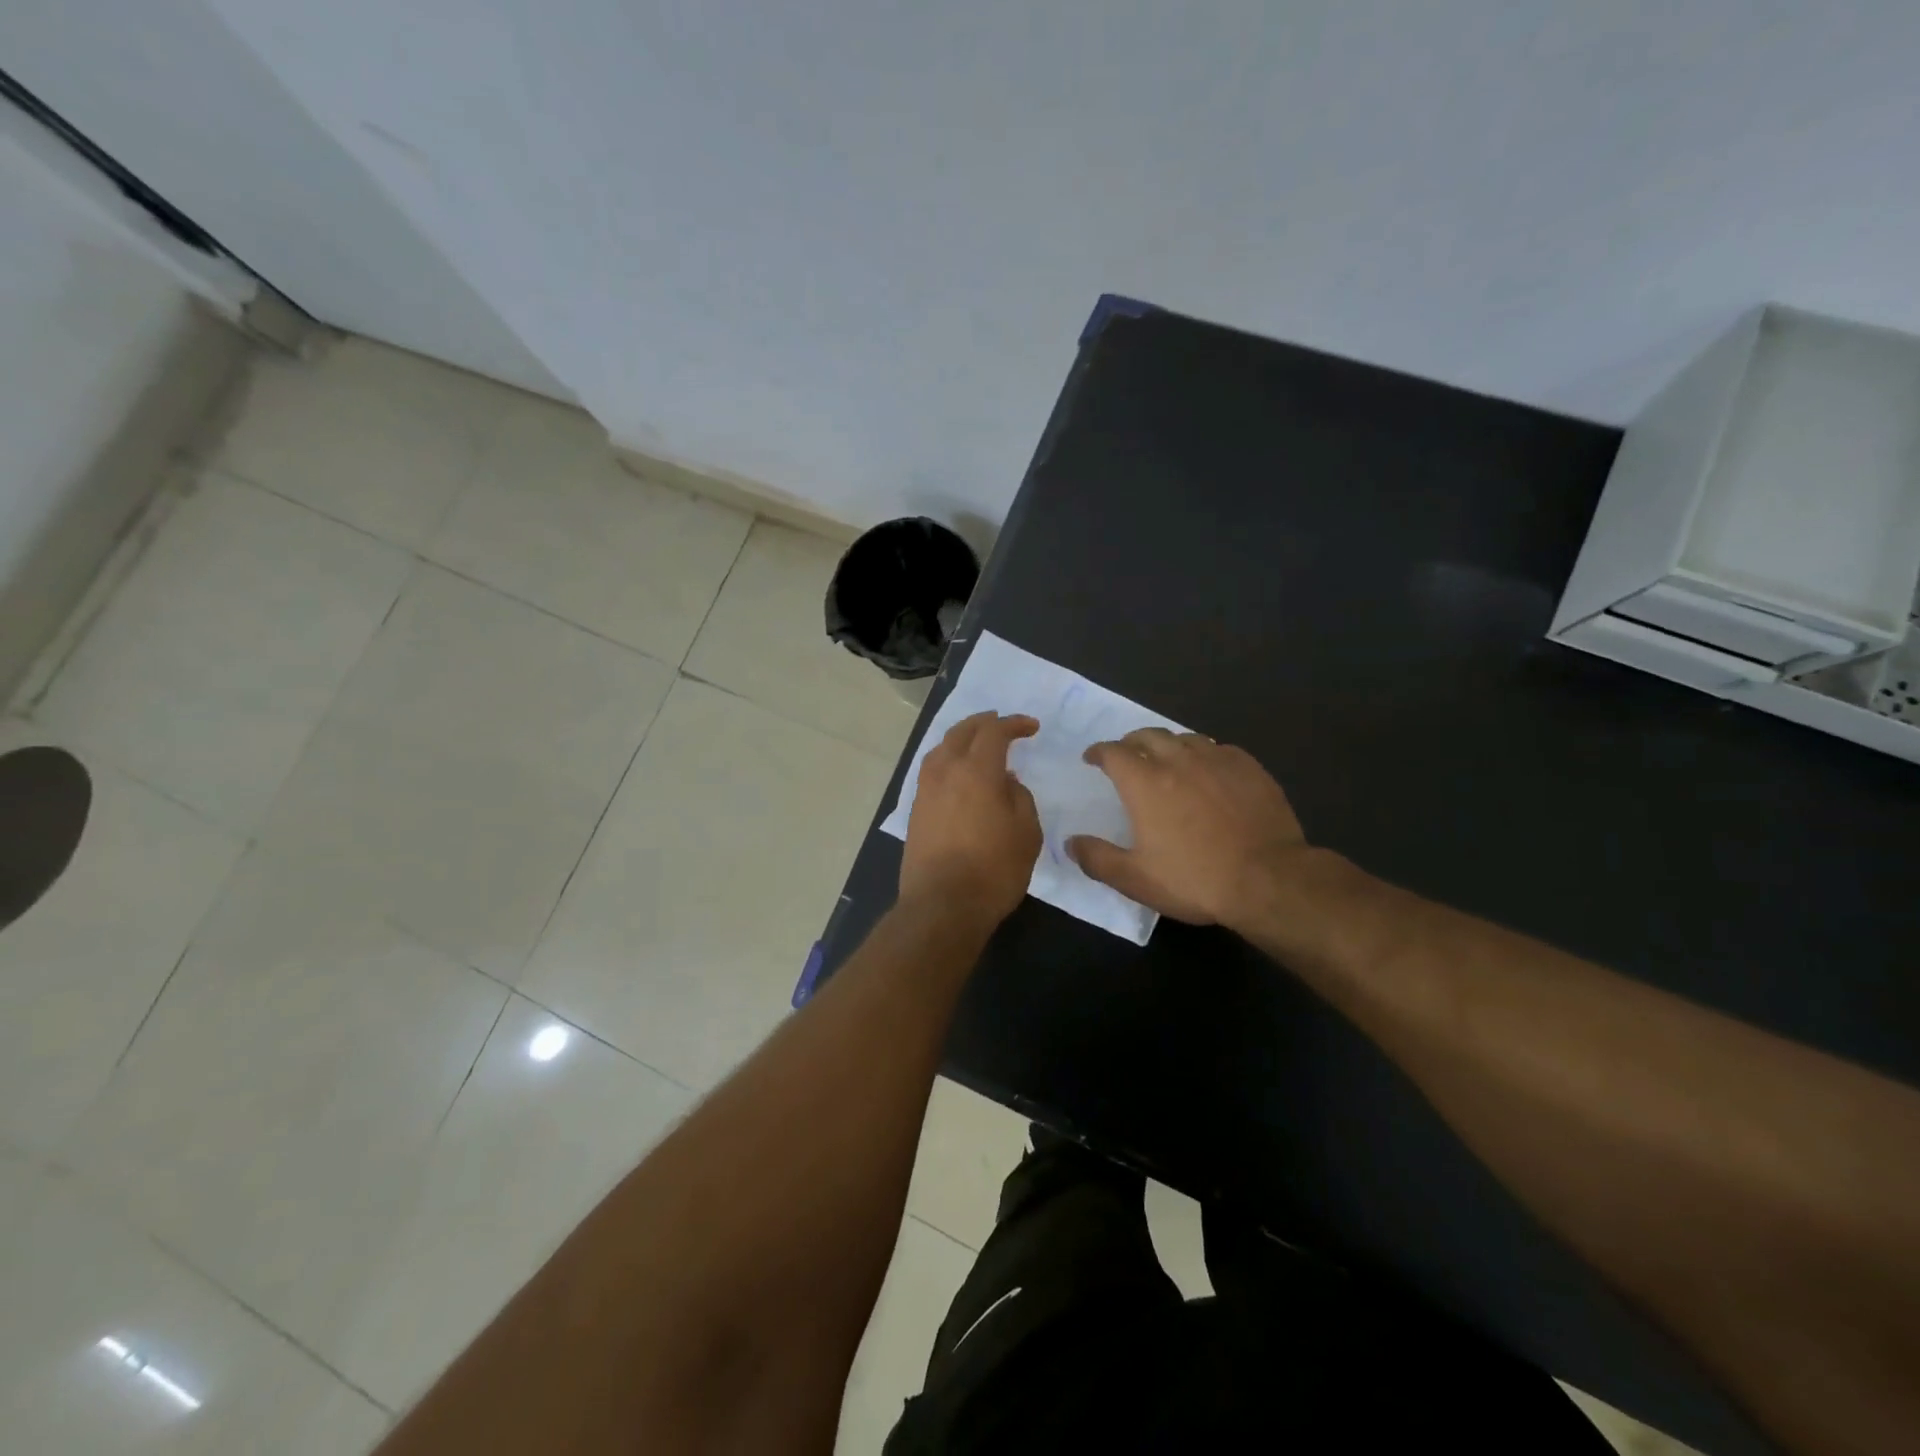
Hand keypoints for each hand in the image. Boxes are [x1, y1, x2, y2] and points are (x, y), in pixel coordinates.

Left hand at [900, 711, 1042, 925]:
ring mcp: (925, 791)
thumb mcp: (1026, 833)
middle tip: (1000, 723)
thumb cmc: (993, 870)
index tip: (1031, 727)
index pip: (994, 732)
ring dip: (960, 739)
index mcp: (976, 770)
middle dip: (983, 723)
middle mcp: (946, 772)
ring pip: (940, 749)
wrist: (942, 906)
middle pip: (961, 732)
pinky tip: (957, 773)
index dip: (1014, 724)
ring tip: (976, 743)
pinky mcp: (915, 811)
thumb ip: (1020, 797)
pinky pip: (932, 771)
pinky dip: (947, 760)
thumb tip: (1006, 781)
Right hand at [1069, 728, 1309, 927]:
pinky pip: (1218, 749)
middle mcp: (1178, 760)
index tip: (1093, 758)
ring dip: (1168, 745)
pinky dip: (1204, 754)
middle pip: (1148, 735)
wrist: (1268, 879)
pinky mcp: (1249, 767)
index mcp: (1145, 782)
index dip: (1099, 752)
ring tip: (1167, 759)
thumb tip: (1070, 843)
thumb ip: (1097, 858)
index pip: (1113, 752)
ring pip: (1184, 738)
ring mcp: (1217, 760)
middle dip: (1131, 742)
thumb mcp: (1135, 879)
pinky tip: (1209, 771)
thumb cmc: (1194, 879)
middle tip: (1127, 755)